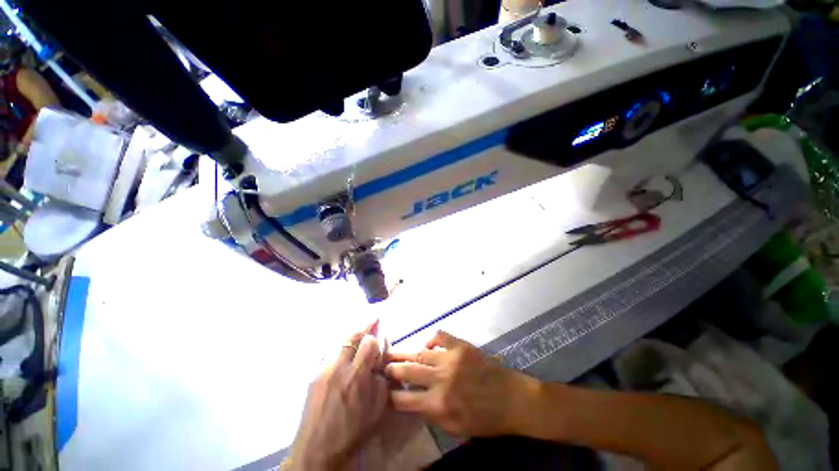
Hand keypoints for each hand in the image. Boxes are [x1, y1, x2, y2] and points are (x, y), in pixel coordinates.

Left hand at [287, 322, 388, 470]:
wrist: (317, 451)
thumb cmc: (353, 432)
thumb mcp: (378, 408)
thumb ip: (382, 378)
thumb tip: (381, 359)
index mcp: (357, 376)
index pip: (368, 342)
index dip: (376, 338)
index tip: (380, 337)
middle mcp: (339, 367)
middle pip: (352, 336)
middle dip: (365, 325)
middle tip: (373, 318)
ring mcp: (323, 370)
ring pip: (339, 340)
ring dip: (352, 334)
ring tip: (360, 329)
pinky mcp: (313, 376)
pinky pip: (329, 352)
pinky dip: (339, 345)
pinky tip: (344, 348)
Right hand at [385, 331, 539, 437]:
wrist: (512, 398)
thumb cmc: (485, 419)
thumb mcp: (455, 428)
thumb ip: (432, 415)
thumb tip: (414, 401)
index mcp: (439, 404)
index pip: (405, 399)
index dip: (391, 395)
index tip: (383, 391)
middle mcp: (441, 379)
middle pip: (408, 370)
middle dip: (392, 369)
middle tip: (382, 366)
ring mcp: (451, 358)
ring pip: (420, 353)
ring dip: (404, 352)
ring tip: (392, 351)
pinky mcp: (461, 345)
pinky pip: (439, 336)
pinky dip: (430, 339)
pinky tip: (427, 345)